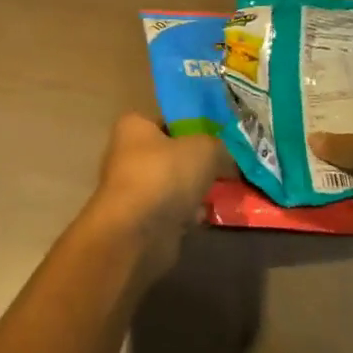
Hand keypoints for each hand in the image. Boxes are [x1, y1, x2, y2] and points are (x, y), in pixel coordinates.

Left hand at [84, 114, 229, 280]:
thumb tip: (226, 157)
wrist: (137, 233)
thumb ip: (219, 147)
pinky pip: (170, 211)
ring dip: (194, 192)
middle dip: (197, 164)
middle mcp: (127, 154)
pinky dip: (186, 215)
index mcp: (134, 126)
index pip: (168, 120)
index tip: (220, 140)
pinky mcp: (139, 220)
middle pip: (172, 154)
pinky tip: (203, 217)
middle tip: (225, 168)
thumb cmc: (165, 175)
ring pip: (173, 185)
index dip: (194, 127)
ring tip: (221, 194)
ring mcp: (131, 189)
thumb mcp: (204, 149)